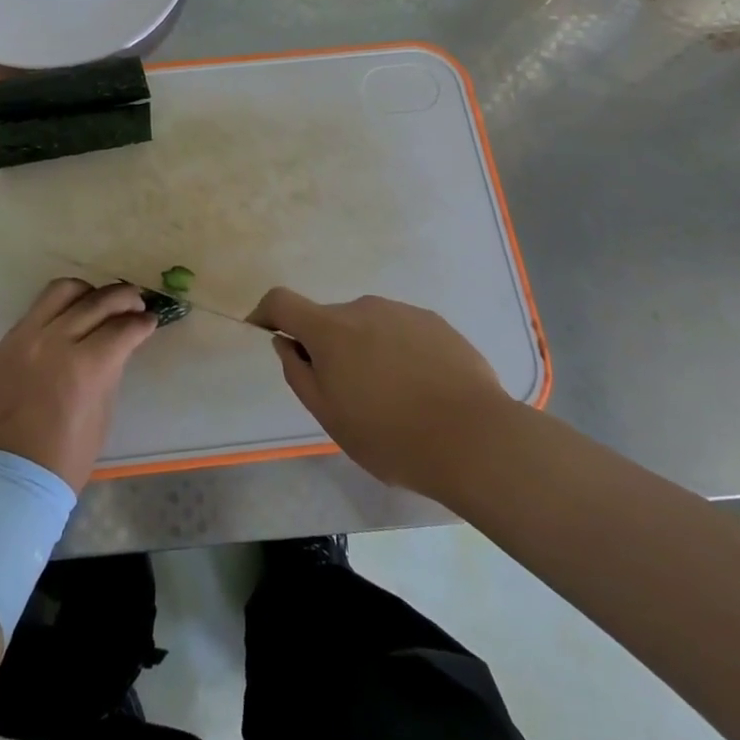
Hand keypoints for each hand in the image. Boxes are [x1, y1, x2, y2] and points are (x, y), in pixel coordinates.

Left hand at [0, 278, 159, 491]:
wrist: (8, 478)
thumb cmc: (65, 456)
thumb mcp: (102, 412)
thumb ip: (111, 368)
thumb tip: (121, 340)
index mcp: (84, 367)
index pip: (122, 328)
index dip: (142, 322)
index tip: (150, 320)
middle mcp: (53, 342)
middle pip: (96, 301)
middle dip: (123, 298)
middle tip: (136, 302)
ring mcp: (24, 338)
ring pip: (62, 291)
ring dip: (88, 292)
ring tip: (99, 302)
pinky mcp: (4, 342)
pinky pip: (36, 310)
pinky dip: (59, 308)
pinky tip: (70, 318)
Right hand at [249, 288, 515, 503]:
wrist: (475, 439)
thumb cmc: (391, 436)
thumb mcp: (331, 417)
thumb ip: (299, 374)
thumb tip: (286, 342)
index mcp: (330, 329)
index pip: (282, 301)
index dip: (266, 312)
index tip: (264, 331)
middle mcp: (362, 308)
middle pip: (330, 321)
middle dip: (328, 348)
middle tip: (348, 396)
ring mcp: (402, 311)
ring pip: (368, 326)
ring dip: (366, 351)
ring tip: (393, 399)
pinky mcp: (435, 322)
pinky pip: (401, 332)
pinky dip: (399, 353)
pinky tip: (422, 390)